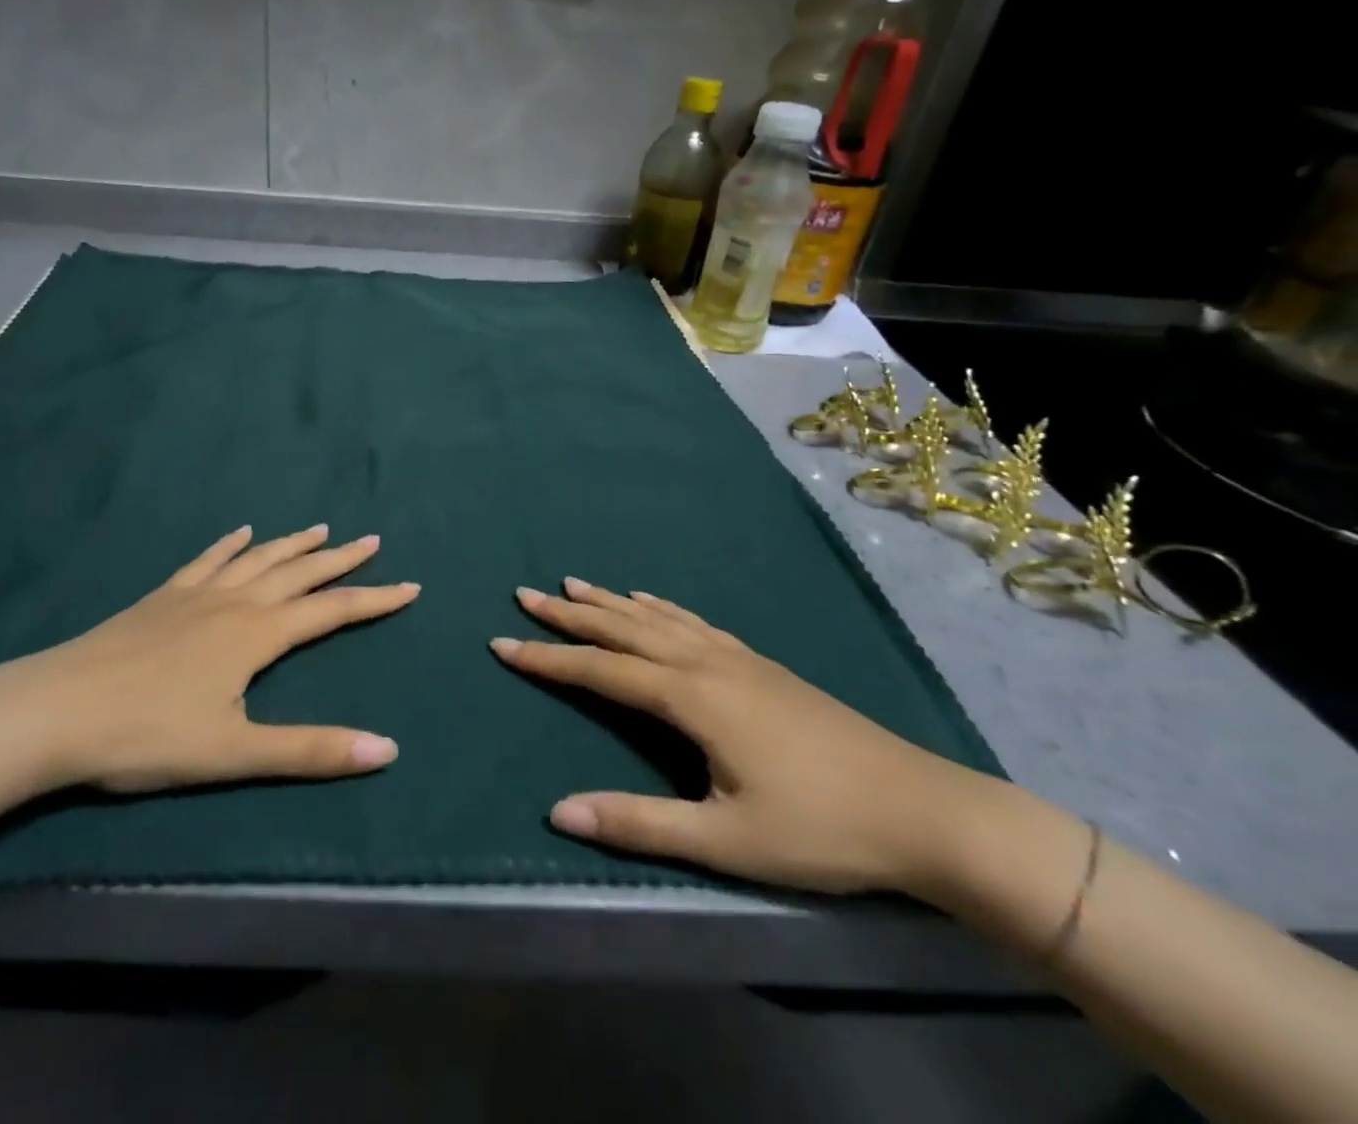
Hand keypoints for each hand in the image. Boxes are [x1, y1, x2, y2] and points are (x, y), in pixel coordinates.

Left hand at [0, 524, 416, 793]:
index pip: (332, 610)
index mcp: (257, 634)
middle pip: (299, 573)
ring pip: (258, 559)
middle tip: (372, 541)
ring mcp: (195, 594)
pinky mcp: (162, 597)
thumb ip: (310, 750)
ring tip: (321, 528)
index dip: (375, 599)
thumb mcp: (234, 753)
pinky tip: (240, 533)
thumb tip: (387, 750)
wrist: (55, 709)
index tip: (411, 586)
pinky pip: (207, 560)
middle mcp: (234, 602)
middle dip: (340, 559)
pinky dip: (230, 545)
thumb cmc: (146, 735)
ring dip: (293, 544)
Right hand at [491, 578, 997, 896]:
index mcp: (691, 696)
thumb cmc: (821, 829)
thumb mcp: (726, 840)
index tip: (502, 642)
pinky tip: (650, 602)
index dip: (548, 658)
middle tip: (525, 595)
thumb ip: (639, 823)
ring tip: (573, 585)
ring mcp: (736, 657)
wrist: (923, 808)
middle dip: (570, 614)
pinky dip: (658, 607)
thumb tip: (559, 812)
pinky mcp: (759, 663)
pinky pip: (691, 621)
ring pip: (655, 618)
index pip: (600, 671)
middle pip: (622, 629)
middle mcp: (705, 662)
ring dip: (609, 602)